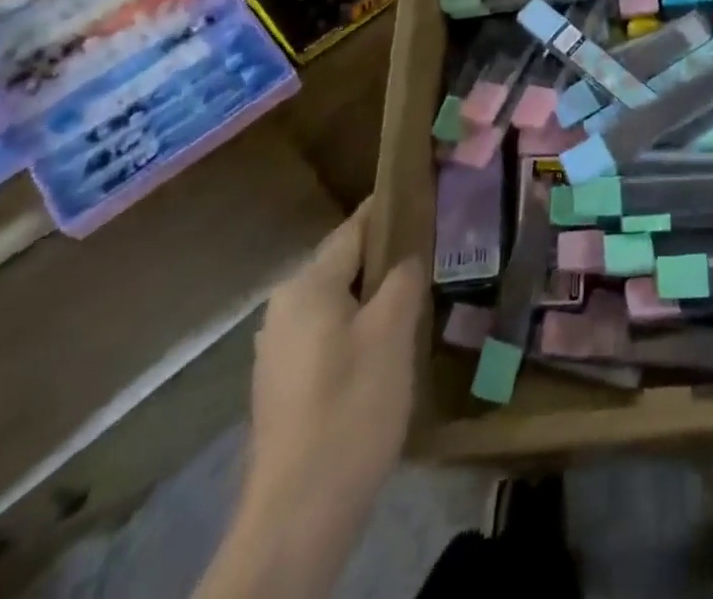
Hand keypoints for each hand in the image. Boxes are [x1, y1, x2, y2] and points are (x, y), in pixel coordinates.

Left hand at [247, 204, 426, 514]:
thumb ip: (403, 278)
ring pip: (337, 302)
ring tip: (418, 296)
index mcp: (306, 286)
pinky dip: (358, 328)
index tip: (426, 197)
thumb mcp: (392, 332)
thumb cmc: (351, 407)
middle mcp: (283, 309)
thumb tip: (408, 255)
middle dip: (387, 257)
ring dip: (374, 296)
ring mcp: (279, 350)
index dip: (391, 210)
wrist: (299, 515)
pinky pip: (328, 335)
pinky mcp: (284, 386)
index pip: (355, 228)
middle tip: (434, 253)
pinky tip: (387, 347)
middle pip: (345, 264)